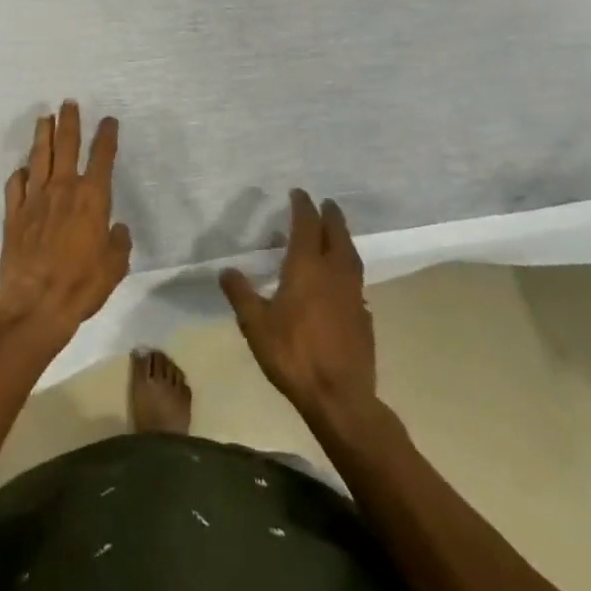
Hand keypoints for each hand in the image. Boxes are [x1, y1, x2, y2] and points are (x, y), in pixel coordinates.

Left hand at [0, 101, 131, 343]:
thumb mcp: (114, 267)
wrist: (35, 303)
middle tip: (69, 102)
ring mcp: (35, 198)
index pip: (102, 157)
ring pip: (39, 156)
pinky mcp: (14, 213)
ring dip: (43, 134)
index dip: (107, 136)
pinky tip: (22, 169)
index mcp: (91, 198)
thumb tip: (117, 229)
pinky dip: (20, 173)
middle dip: (69, 121)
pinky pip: (16, 184)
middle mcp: (63, 189)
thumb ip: (118, 243)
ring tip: (45, 117)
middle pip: (66, 145)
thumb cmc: (81, 285)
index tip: (109, 120)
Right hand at [221, 190, 374, 422]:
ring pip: (351, 255)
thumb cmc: (293, 355)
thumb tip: (226, 269)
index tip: (299, 193)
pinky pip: (356, 280)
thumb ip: (241, 294)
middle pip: (336, 235)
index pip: (307, 226)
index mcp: (307, 267)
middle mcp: (333, 273)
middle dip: (330, 216)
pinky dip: (348, 267)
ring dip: (343, 238)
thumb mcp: (255, 325)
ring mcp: (353, 295)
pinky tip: (342, 279)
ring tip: (337, 233)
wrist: (340, 398)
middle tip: (326, 203)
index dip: (303, 206)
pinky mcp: (364, 317)